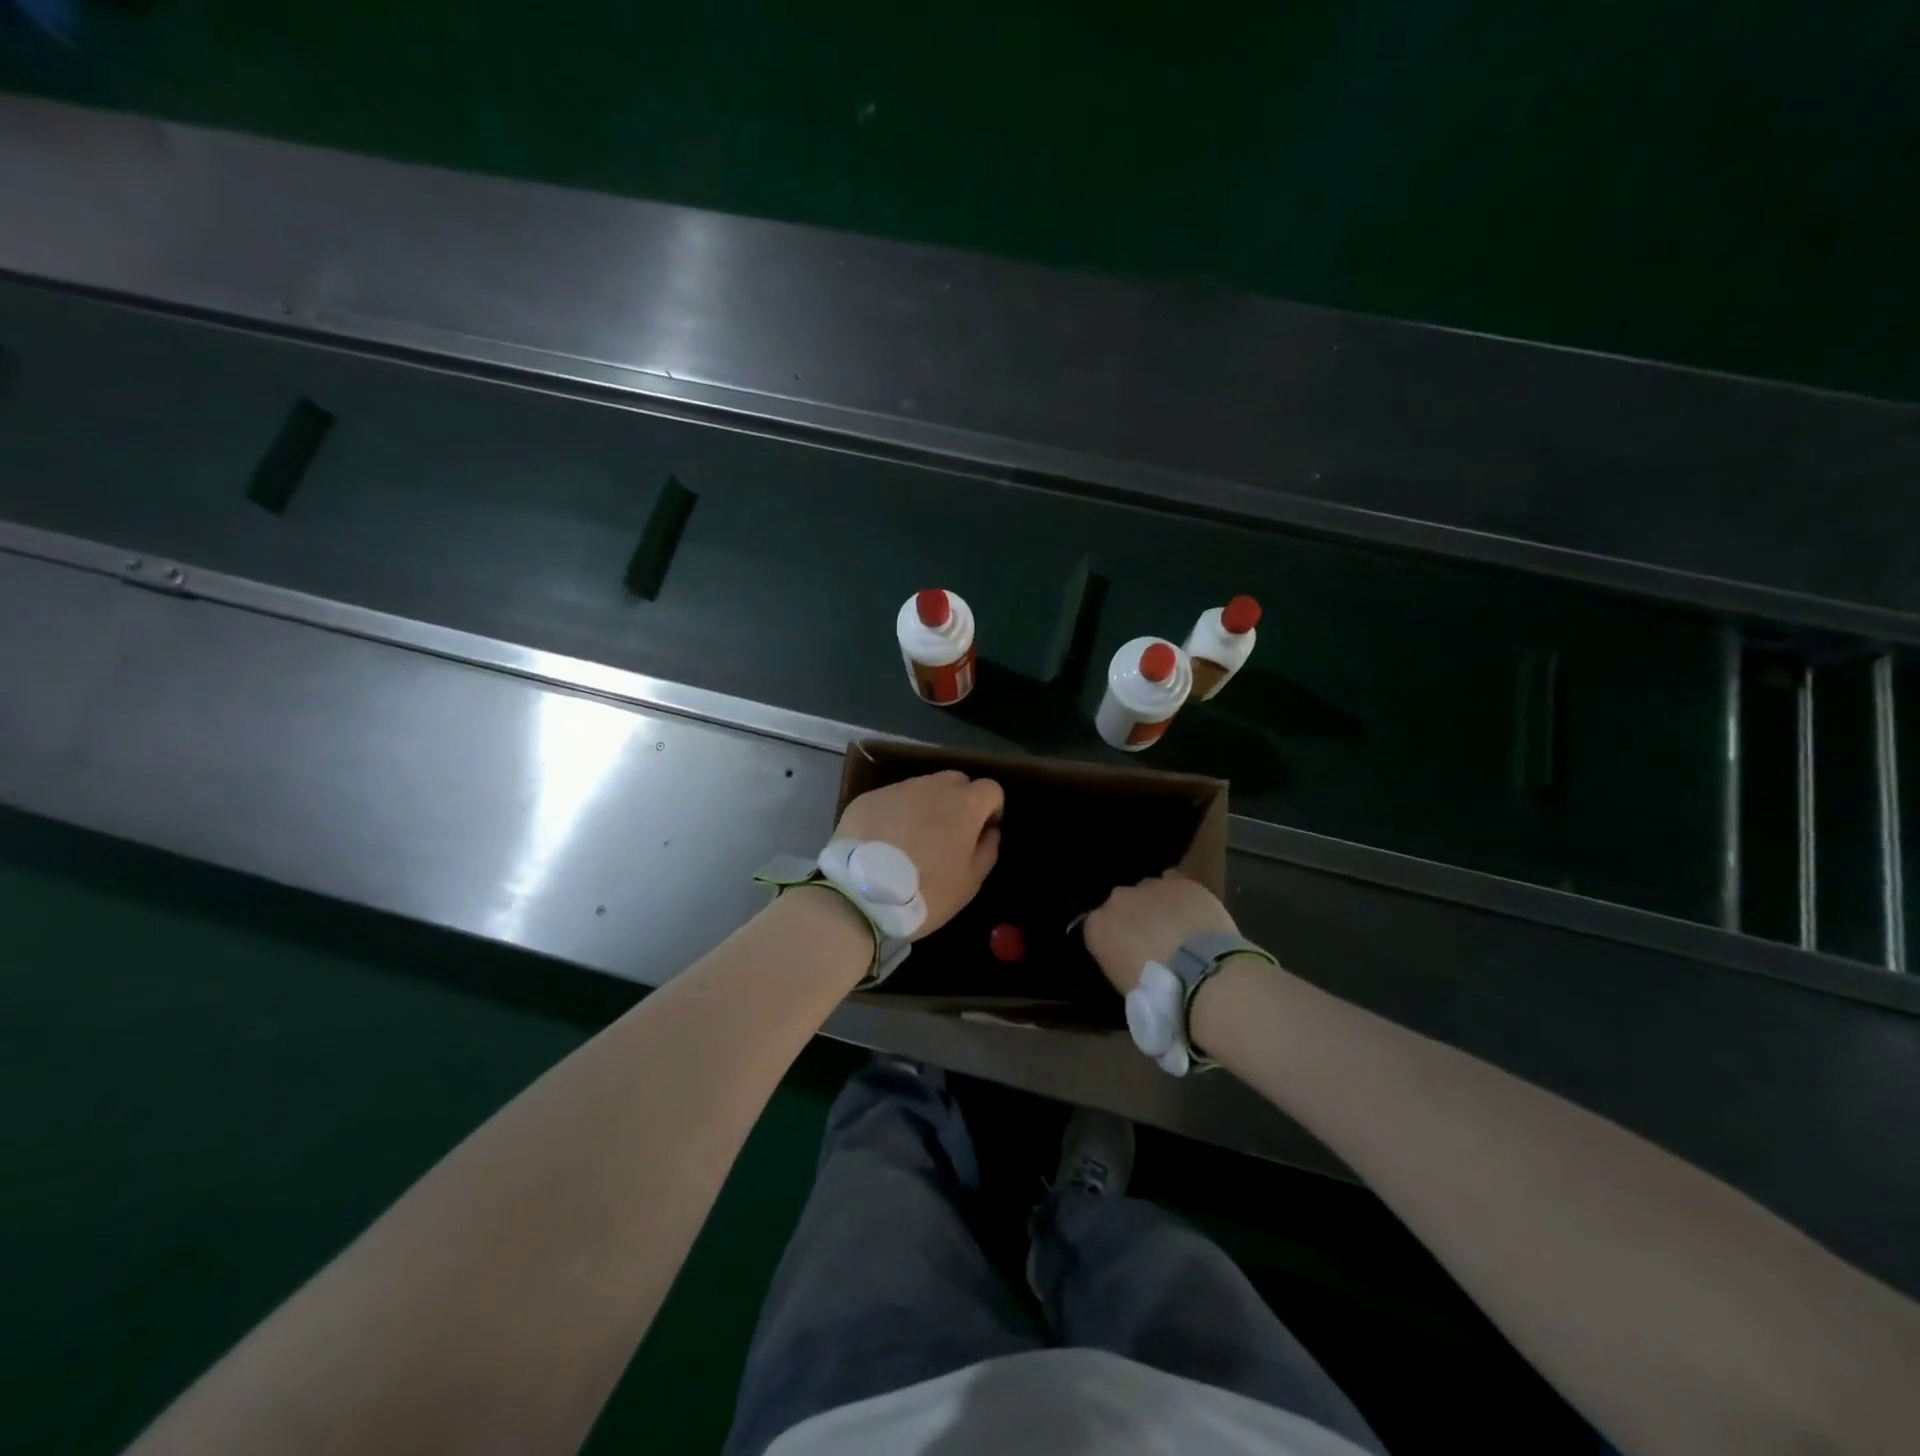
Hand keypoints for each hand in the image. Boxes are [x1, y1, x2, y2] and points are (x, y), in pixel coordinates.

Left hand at [836, 771, 1002, 938]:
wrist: (862, 896)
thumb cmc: (926, 892)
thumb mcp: (970, 882)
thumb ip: (987, 850)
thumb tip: (989, 831)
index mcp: (964, 804)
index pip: (990, 788)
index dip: (991, 809)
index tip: (982, 832)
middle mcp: (932, 786)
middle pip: (956, 781)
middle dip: (959, 801)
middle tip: (949, 834)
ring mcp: (897, 789)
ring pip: (922, 788)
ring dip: (925, 806)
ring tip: (913, 839)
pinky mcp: (868, 798)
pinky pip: (892, 800)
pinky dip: (895, 814)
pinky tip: (885, 841)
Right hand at [1084, 870, 1239, 993]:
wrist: (1201, 975)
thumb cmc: (1157, 994)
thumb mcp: (1124, 986)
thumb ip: (1120, 963)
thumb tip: (1130, 962)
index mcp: (1096, 927)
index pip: (1096, 928)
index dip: (1113, 942)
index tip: (1127, 957)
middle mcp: (1117, 900)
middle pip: (1121, 904)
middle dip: (1133, 919)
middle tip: (1153, 944)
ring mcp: (1149, 887)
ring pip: (1148, 891)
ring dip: (1156, 906)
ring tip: (1177, 930)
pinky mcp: (1181, 882)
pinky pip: (1174, 882)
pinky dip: (1179, 895)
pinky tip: (1190, 912)